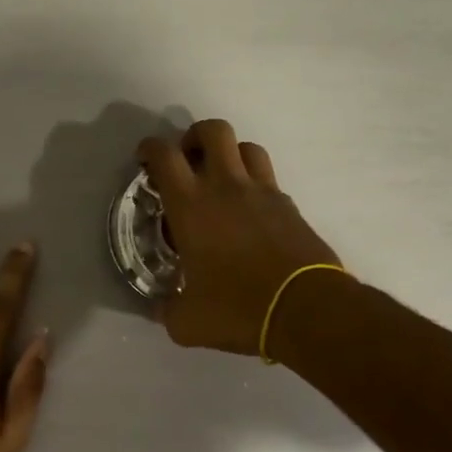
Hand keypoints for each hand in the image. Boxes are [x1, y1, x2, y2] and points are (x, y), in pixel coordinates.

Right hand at [137, 121, 341, 354]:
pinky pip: (268, 179)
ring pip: (247, 146)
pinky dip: (254, 184)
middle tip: (187, 162)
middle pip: (212, 130)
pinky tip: (249, 212)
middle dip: (194, 137)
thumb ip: (167, 309)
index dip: (150, 149)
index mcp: (191, 206)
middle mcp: (226, 187)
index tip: (145, 159)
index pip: (165, 156)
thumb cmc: (238, 308)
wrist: (306, 308)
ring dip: (229, 155)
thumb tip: (161, 308)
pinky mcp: (290, 206)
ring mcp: (263, 192)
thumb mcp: (187, 321)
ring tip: (221, 180)